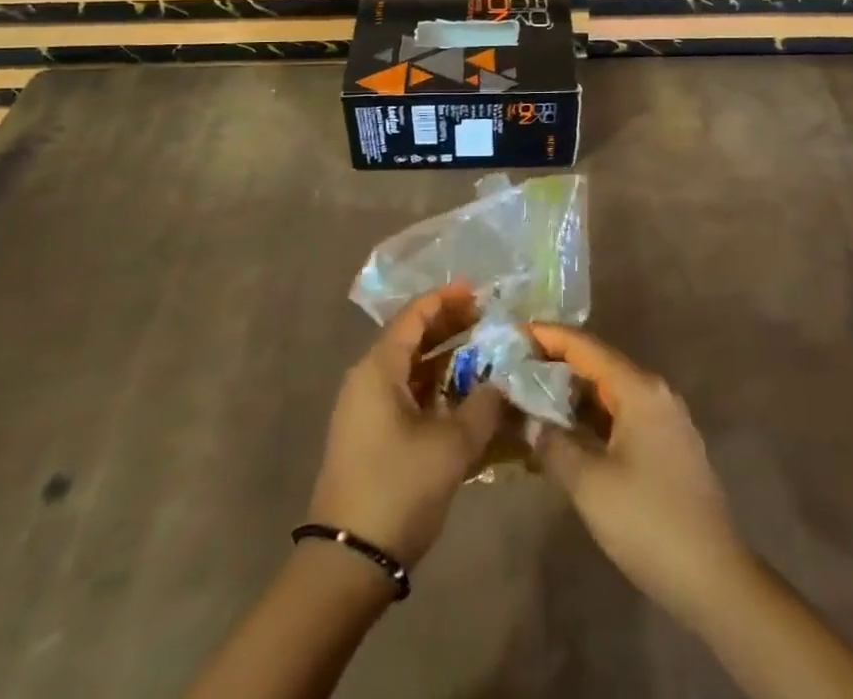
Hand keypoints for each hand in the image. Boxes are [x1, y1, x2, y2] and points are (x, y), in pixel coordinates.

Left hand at [306, 283, 505, 570]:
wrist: (348, 560)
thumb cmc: (398, 488)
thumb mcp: (451, 446)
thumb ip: (483, 406)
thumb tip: (504, 381)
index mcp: (379, 368)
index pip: (414, 316)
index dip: (446, 299)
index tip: (478, 292)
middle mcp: (367, 379)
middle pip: (411, 338)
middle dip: (449, 327)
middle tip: (487, 321)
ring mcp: (365, 409)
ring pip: (410, 368)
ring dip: (444, 360)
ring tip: (483, 356)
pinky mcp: (370, 435)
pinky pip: (405, 394)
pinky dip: (434, 388)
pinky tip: (463, 397)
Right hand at [528, 324, 750, 623]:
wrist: (715, 580)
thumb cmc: (648, 522)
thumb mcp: (589, 484)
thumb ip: (552, 443)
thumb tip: (527, 421)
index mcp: (639, 389)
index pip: (585, 347)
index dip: (548, 336)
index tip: (514, 332)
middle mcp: (654, 393)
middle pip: (597, 365)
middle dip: (555, 366)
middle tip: (514, 368)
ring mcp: (664, 420)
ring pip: (608, 393)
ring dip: (571, 396)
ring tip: (530, 399)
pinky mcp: (666, 446)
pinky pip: (620, 416)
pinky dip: (590, 418)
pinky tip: (565, 434)